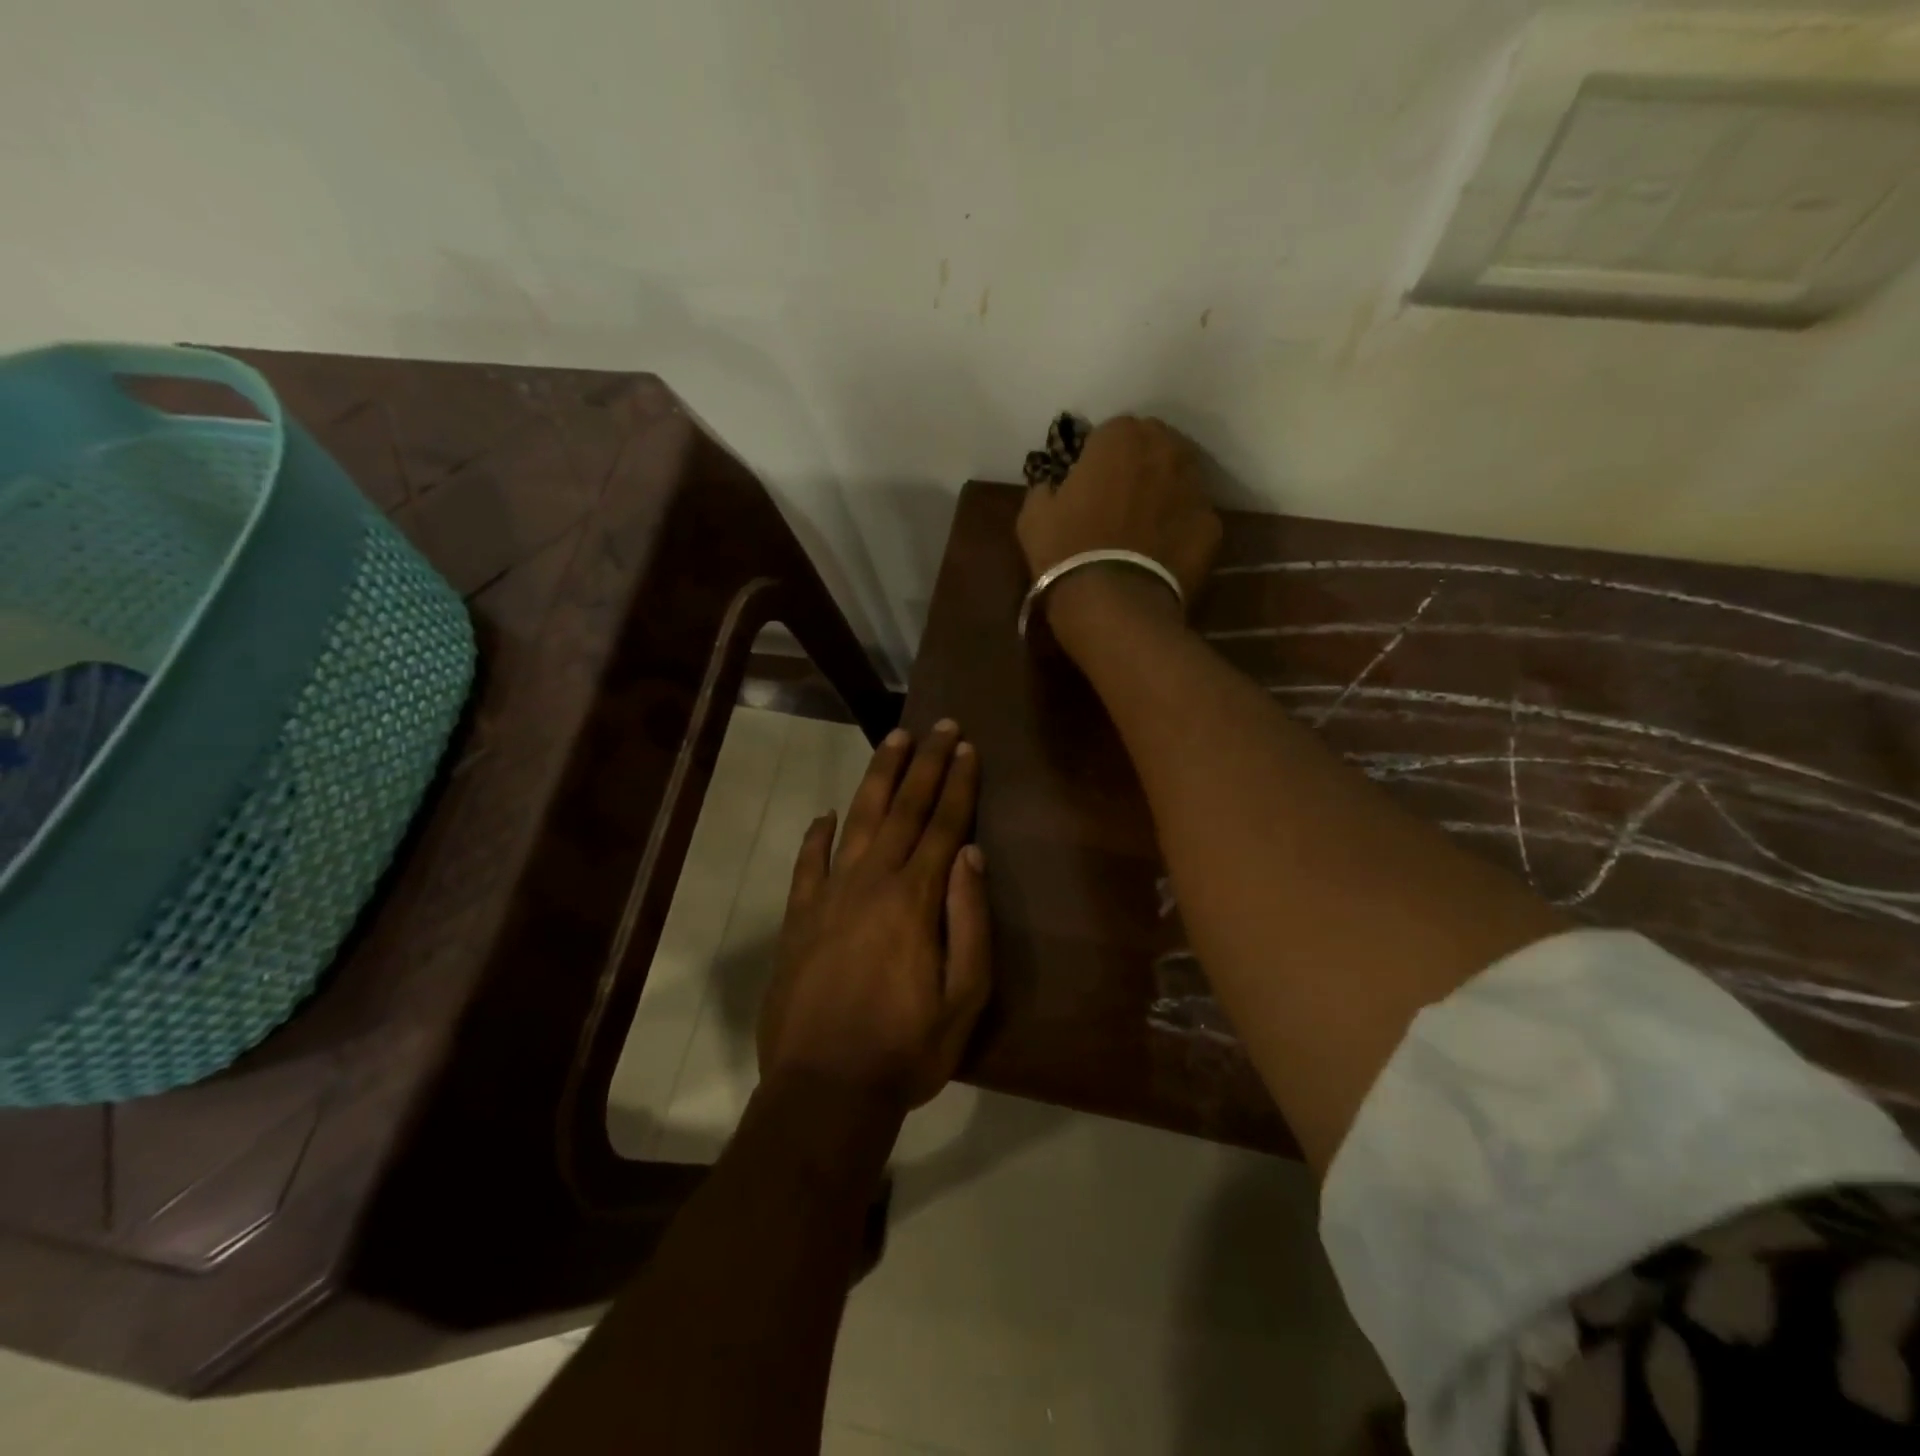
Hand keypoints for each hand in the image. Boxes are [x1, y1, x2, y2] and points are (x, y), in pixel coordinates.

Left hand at [758, 721, 991, 1109]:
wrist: (824, 1089)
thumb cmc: (906, 1049)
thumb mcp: (964, 997)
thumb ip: (969, 921)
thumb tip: (970, 854)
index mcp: (915, 900)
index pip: (943, 825)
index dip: (957, 784)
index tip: (966, 747)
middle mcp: (871, 883)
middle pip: (902, 809)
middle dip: (923, 764)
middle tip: (938, 726)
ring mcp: (828, 897)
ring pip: (858, 822)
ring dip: (877, 779)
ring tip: (892, 742)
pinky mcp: (798, 919)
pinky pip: (808, 865)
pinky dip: (817, 836)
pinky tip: (827, 815)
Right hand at [1015, 415, 1222, 630]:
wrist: (1113, 605)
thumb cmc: (1066, 552)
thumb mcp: (1033, 516)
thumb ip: (1047, 488)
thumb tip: (1054, 486)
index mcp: (1121, 437)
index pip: (1114, 430)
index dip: (1101, 455)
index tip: (1089, 481)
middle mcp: (1166, 450)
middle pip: (1156, 445)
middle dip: (1140, 464)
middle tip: (1119, 498)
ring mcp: (1196, 487)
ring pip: (1181, 477)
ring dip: (1165, 490)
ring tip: (1144, 524)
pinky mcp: (1213, 526)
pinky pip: (1193, 517)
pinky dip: (1180, 528)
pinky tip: (1162, 552)